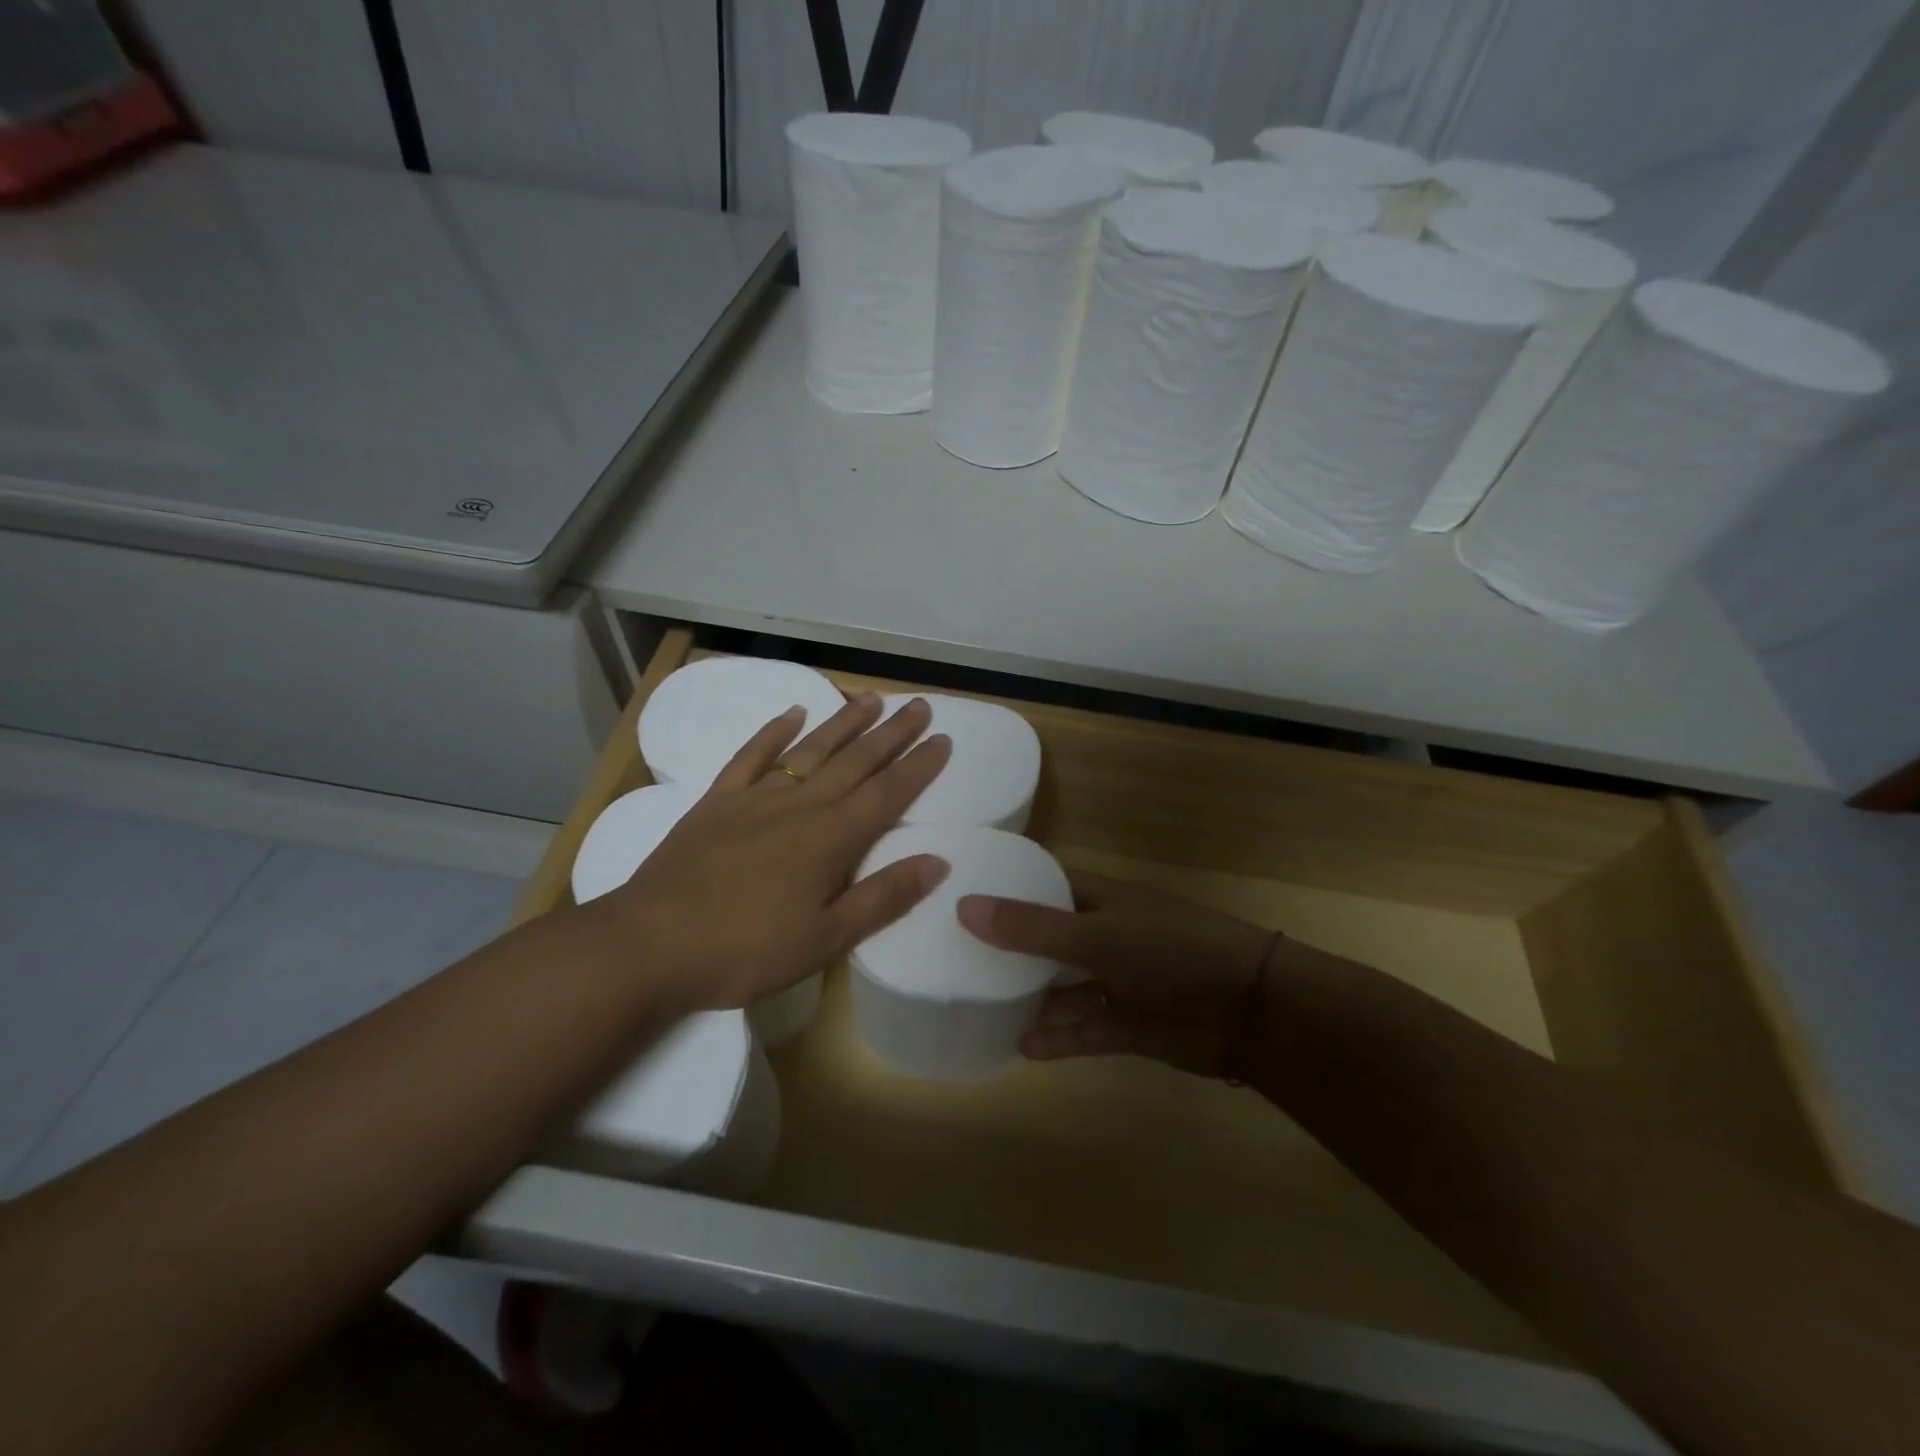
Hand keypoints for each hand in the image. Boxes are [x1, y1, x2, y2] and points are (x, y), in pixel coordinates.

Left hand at [596, 692, 952, 1012]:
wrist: (650, 944)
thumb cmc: (745, 950)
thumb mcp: (825, 939)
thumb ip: (883, 897)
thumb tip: (937, 862)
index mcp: (831, 839)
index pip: (887, 793)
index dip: (918, 766)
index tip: (943, 739)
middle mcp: (799, 806)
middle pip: (856, 761)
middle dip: (892, 733)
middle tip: (919, 706)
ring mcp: (756, 798)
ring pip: (810, 749)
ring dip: (844, 723)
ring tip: (871, 699)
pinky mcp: (717, 801)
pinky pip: (751, 756)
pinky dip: (773, 731)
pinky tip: (792, 713)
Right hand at [958, 872, 1273, 1077]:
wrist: (1251, 1011)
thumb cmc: (1172, 951)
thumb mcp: (1097, 934)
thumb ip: (1032, 927)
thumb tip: (965, 907)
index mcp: (1100, 899)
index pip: (1044, 887)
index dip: (1006, 891)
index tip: (959, 900)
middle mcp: (1105, 935)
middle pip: (1047, 940)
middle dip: (1009, 951)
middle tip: (955, 962)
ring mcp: (1118, 981)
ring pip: (1063, 989)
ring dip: (1030, 1000)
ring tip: (980, 1009)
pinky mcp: (1129, 1024)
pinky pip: (1084, 1030)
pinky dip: (1058, 1038)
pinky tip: (1021, 1047)